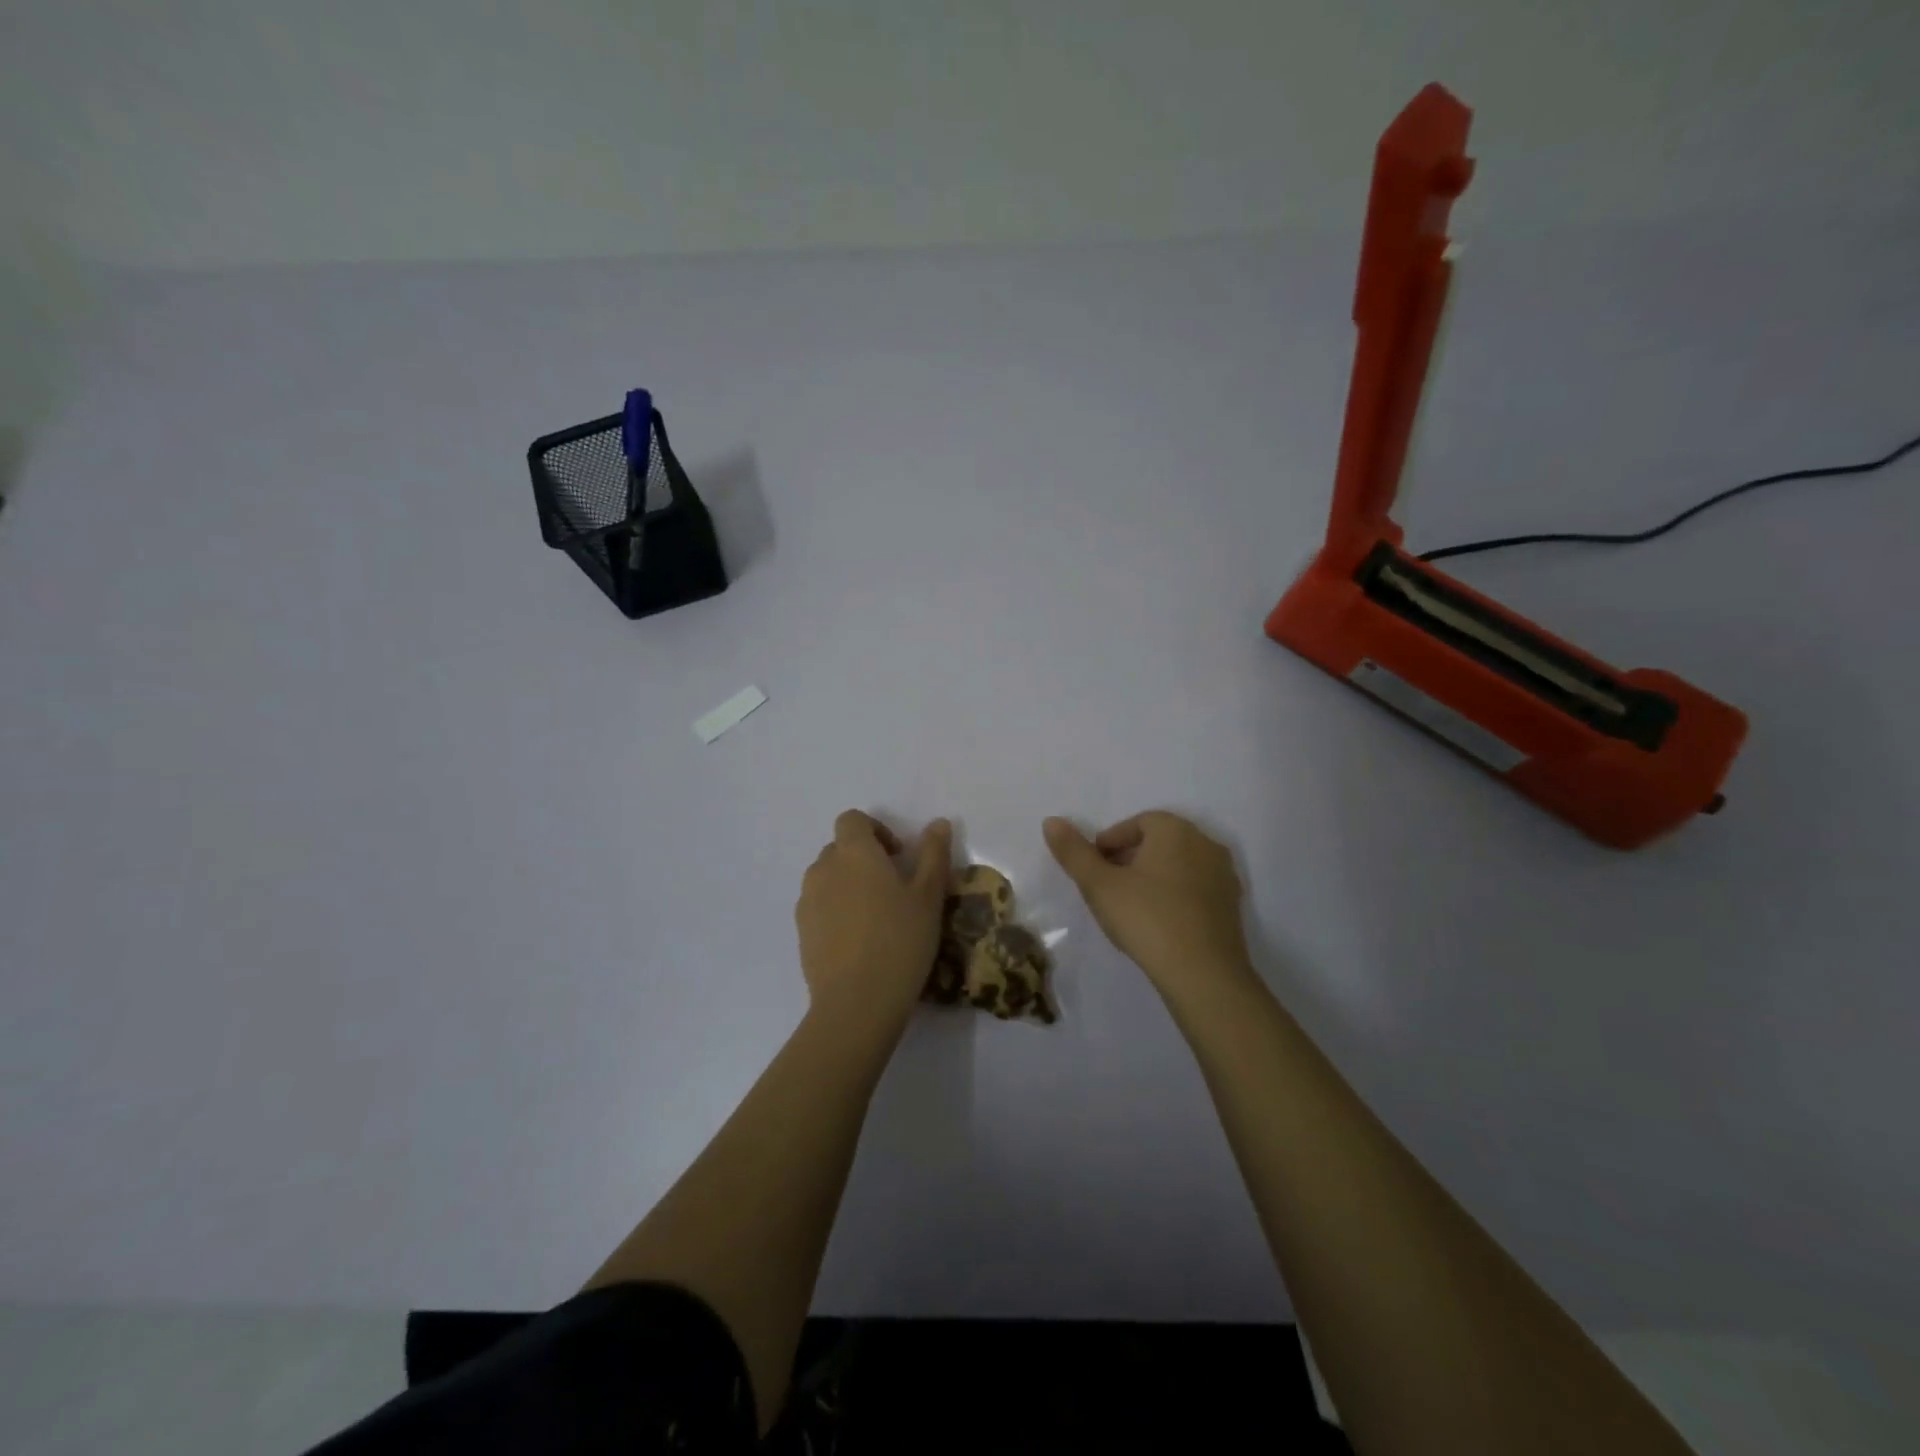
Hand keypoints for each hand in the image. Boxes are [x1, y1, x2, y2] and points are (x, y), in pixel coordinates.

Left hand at [796, 810, 951, 1034]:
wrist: (856, 1002)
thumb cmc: (900, 941)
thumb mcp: (928, 896)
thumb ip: (933, 854)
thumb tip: (938, 823)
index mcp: (854, 853)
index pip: (852, 820)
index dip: (875, 829)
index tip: (898, 855)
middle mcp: (823, 869)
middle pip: (839, 848)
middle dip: (863, 858)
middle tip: (893, 887)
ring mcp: (807, 902)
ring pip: (827, 878)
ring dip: (848, 884)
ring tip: (876, 916)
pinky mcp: (801, 932)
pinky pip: (819, 907)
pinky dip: (836, 912)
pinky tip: (859, 941)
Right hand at [1044, 811, 1253, 998]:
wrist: (1204, 974)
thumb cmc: (1146, 919)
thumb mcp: (1099, 885)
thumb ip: (1074, 852)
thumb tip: (1051, 821)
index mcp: (1175, 830)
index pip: (1137, 823)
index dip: (1110, 842)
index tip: (1094, 868)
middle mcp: (1205, 843)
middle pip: (1160, 841)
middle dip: (1131, 857)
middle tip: (1107, 886)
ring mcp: (1224, 875)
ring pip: (1179, 865)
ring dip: (1154, 876)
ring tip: (1131, 905)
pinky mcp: (1233, 905)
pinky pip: (1196, 888)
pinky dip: (1175, 895)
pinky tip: (1159, 922)